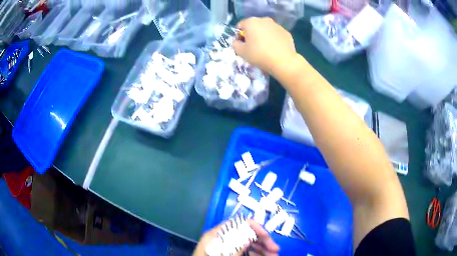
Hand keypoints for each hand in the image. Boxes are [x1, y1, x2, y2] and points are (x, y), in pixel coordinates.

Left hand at [193, 219, 279, 255]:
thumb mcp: (223, 255)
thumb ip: (237, 245)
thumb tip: (251, 234)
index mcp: (216, 235)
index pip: (237, 223)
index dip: (254, 227)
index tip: (267, 236)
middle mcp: (223, 239)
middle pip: (246, 234)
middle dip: (263, 241)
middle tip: (276, 250)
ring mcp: (227, 248)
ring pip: (249, 245)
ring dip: (263, 250)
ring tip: (275, 255)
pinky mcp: (231, 255)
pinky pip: (247, 253)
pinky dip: (257, 255)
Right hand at [232, 17, 297, 77]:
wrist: (283, 61)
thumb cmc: (259, 55)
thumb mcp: (241, 52)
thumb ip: (235, 44)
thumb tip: (236, 42)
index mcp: (251, 22)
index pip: (240, 26)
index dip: (239, 36)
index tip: (242, 45)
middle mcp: (264, 20)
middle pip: (254, 26)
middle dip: (252, 35)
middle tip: (253, 47)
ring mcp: (277, 25)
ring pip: (266, 30)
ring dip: (263, 36)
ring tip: (265, 49)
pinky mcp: (286, 32)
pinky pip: (276, 35)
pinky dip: (273, 40)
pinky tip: (274, 50)